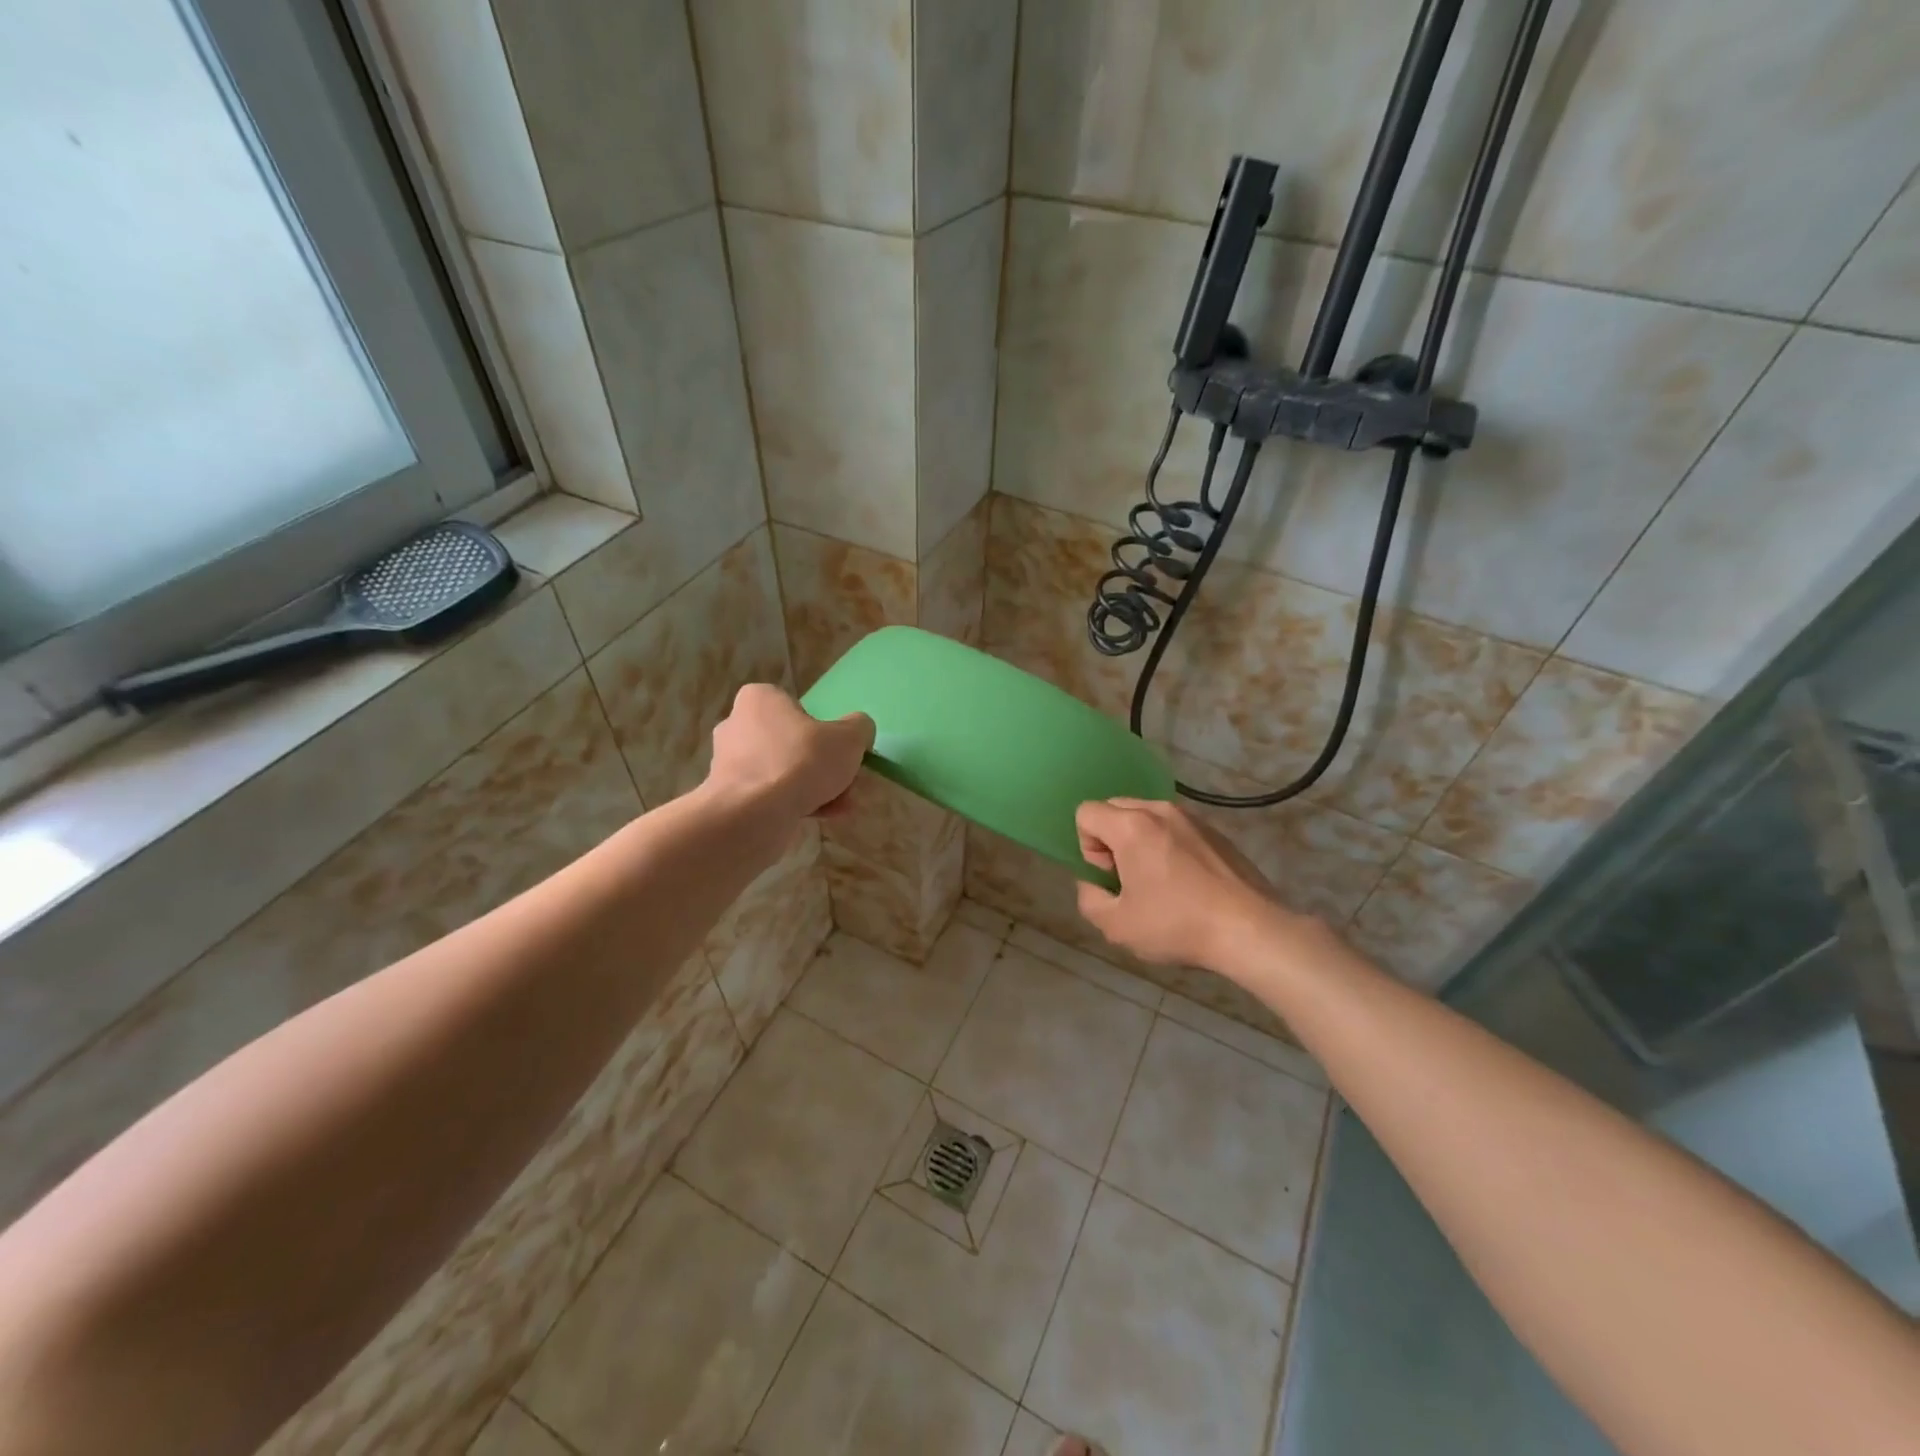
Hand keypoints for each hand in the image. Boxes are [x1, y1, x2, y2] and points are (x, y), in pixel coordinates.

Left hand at [707, 684, 873, 819]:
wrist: (752, 817)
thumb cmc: (800, 762)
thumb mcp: (848, 738)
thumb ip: (859, 728)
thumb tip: (859, 731)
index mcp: (759, 699)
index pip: (797, 707)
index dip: (823, 729)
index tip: (840, 750)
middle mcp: (737, 725)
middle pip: (792, 742)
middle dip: (821, 765)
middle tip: (845, 782)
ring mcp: (728, 763)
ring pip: (783, 771)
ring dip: (812, 787)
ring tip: (839, 806)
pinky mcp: (728, 797)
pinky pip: (769, 796)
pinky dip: (793, 804)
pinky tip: (821, 817)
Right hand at [1074, 798, 1292, 971]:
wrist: (1250, 930)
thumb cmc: (1177, 925)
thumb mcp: (1116, 925)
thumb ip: (1089, 899)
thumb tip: (1095, 884)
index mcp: (1131, 825)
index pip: (1086, 812)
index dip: (1087, 847)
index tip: (1110, 877)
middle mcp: (1160, 810)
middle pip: (1115, 808)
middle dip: (1111, 840)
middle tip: (1129, 879)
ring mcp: (1192, 818)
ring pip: (1147, 817)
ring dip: (1140, 842)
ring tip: (1159, 882)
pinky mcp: (1216, 832)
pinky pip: (1176, 828)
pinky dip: (1169, 846)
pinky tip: (1188, 884)